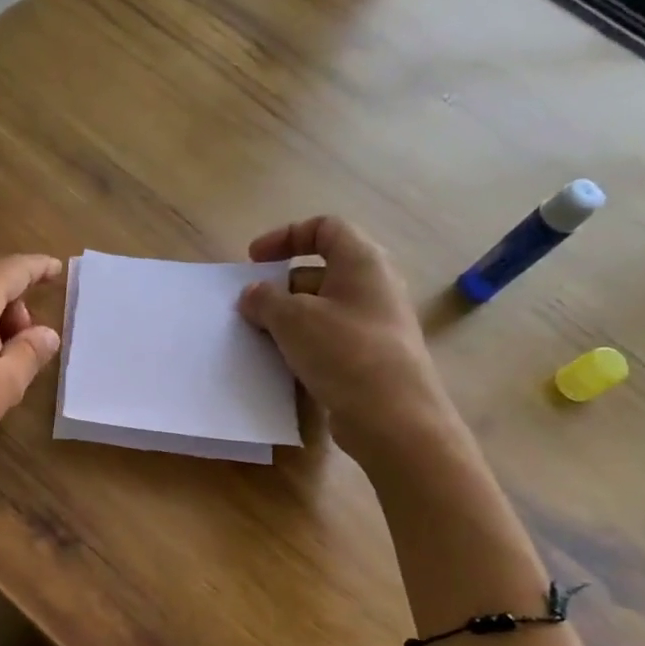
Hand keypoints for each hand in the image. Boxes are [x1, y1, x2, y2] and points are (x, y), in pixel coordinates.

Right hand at [237, 216, 458, 461]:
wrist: (392, 417)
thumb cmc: (344, 352)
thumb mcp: (292, 318)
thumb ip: (265, 299)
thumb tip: (253, 295)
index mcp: (362, 262)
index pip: (325, 228)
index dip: (286, 236)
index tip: (254, 260)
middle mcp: (373, 286)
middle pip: (320, 271)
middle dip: (280, 286)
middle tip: (251, 307)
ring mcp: (374, 324)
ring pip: (322, 308)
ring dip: (287, 318)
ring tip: (260, 337)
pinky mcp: (369, 357)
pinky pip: (329, 339)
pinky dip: (302, 344)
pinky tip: (282, 363)